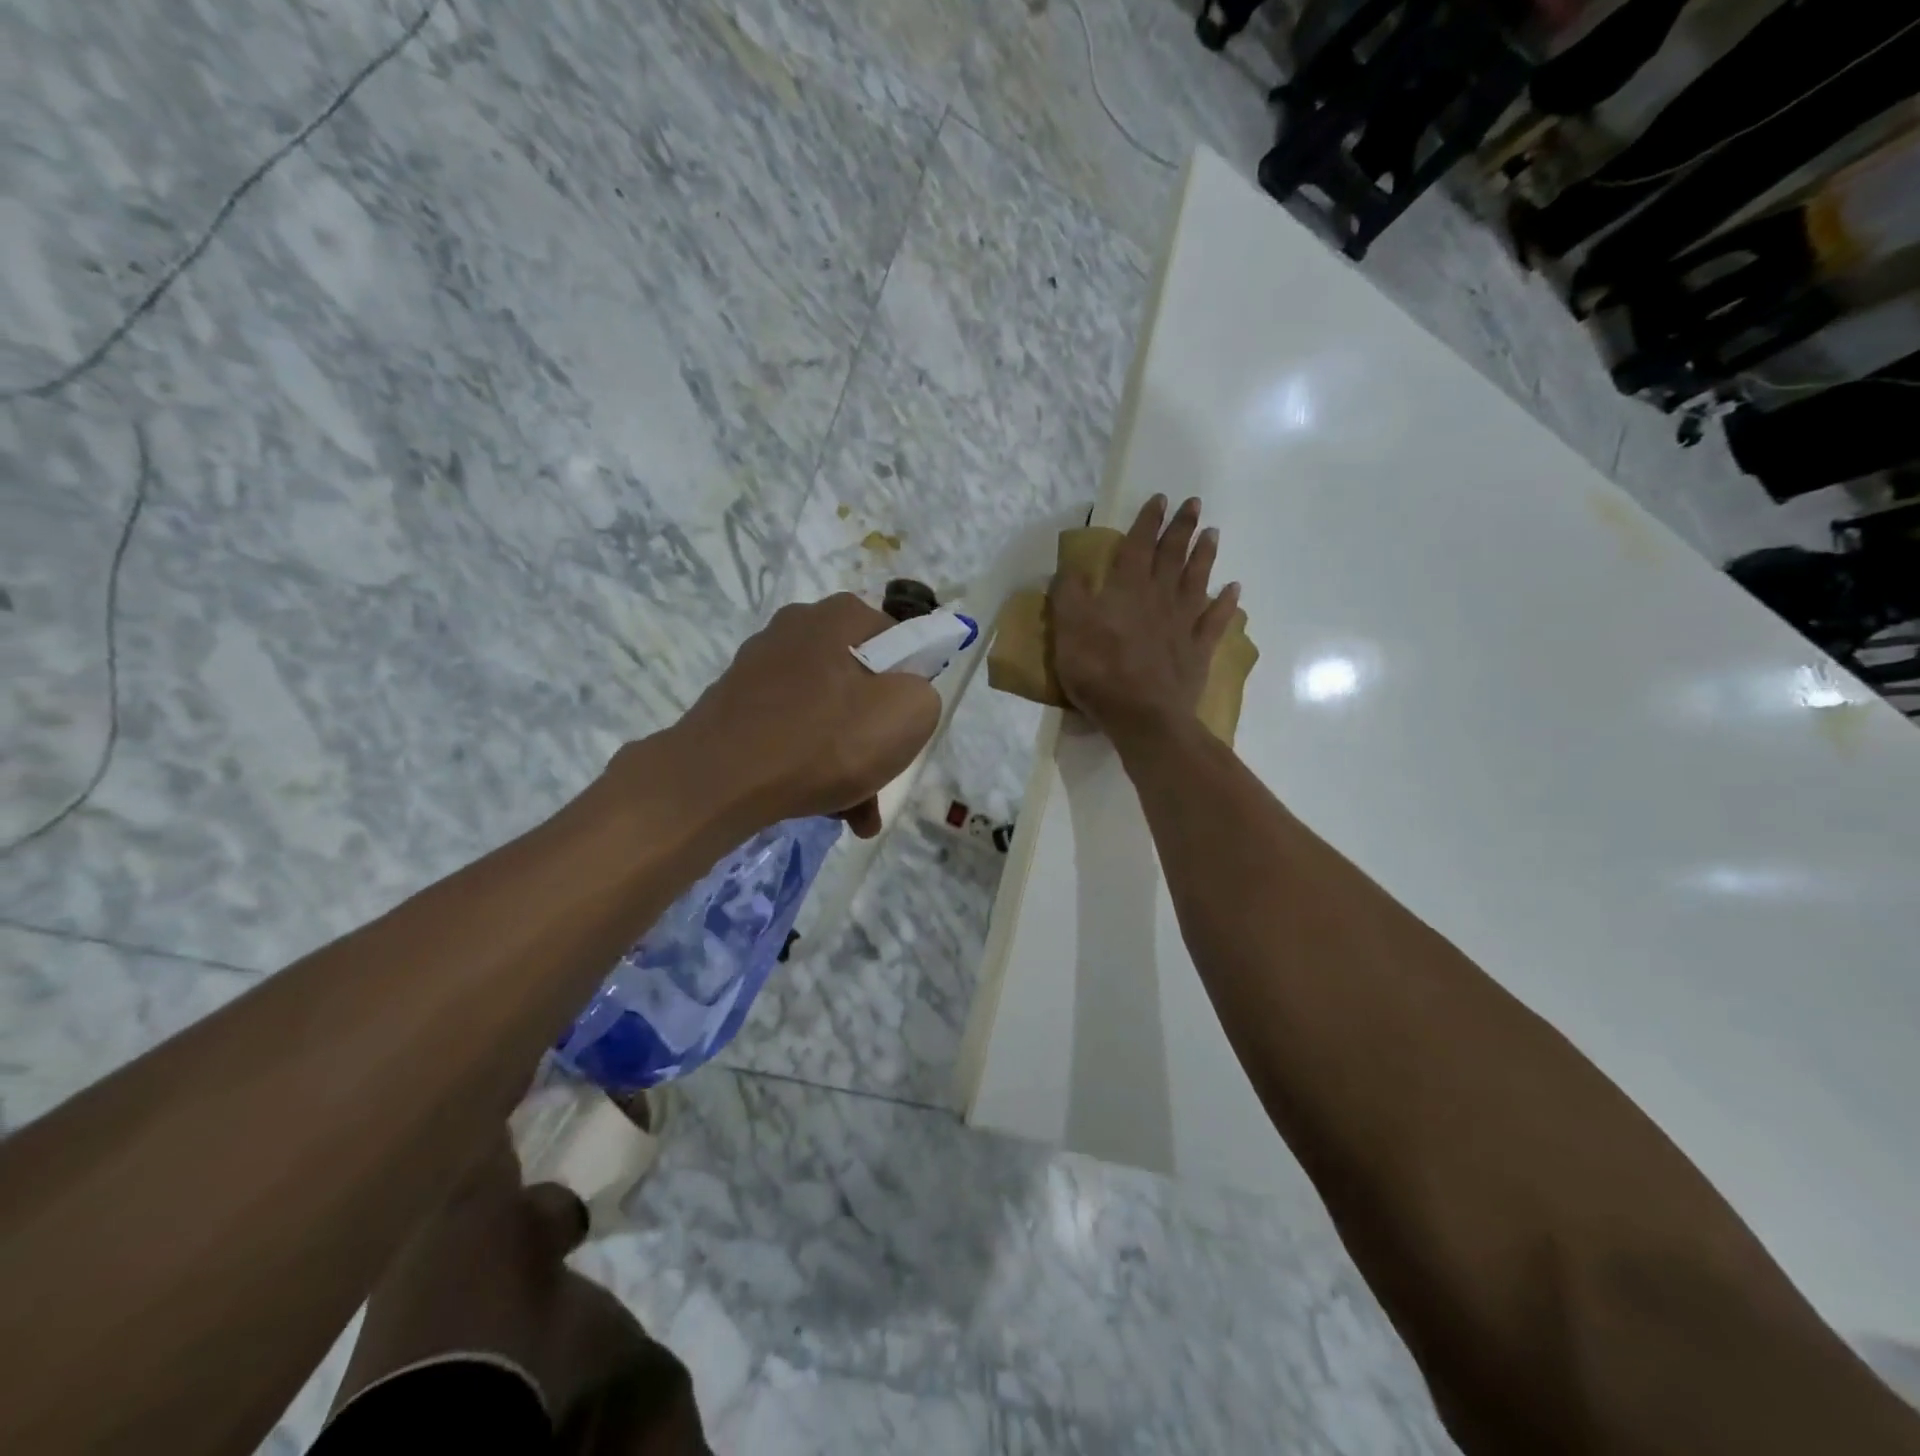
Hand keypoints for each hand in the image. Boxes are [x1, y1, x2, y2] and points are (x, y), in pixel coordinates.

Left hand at [663, 593, 939, 837]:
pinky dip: (811, 764)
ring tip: (855, 813)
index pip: (898, 642)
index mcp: (840, 616)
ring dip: (847, 760)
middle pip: (861, 683)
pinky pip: (792, 731)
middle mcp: (797, 628)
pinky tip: (822, 808)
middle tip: (881, 777)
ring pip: (827, 713)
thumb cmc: (823, 740)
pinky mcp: (736, 704)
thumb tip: (903, 696)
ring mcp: (761, 666)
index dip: (911, 687)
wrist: (717, 781)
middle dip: (876, 735)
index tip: (905, 727)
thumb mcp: (909, 714)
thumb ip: (924, 694)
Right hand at [1051, 495, 1239, 748]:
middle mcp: (1160, 597)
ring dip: (1205, 555)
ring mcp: (1183, 623)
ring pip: (1197, 580)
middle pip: (1172, 556)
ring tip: (1213, 534)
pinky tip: (1234, 590)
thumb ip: (1068, 595)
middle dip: (1182, 528)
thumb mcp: (1068, 630)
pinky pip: (1216, 620)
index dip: (1148, 522)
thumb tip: (1069, 567)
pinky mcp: (1198, 649)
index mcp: (1127, 589)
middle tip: (1194, 505)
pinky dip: (1226, 603)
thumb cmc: (1100, 671)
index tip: (1160, 499)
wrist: (1143, 714)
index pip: (1138, 546)